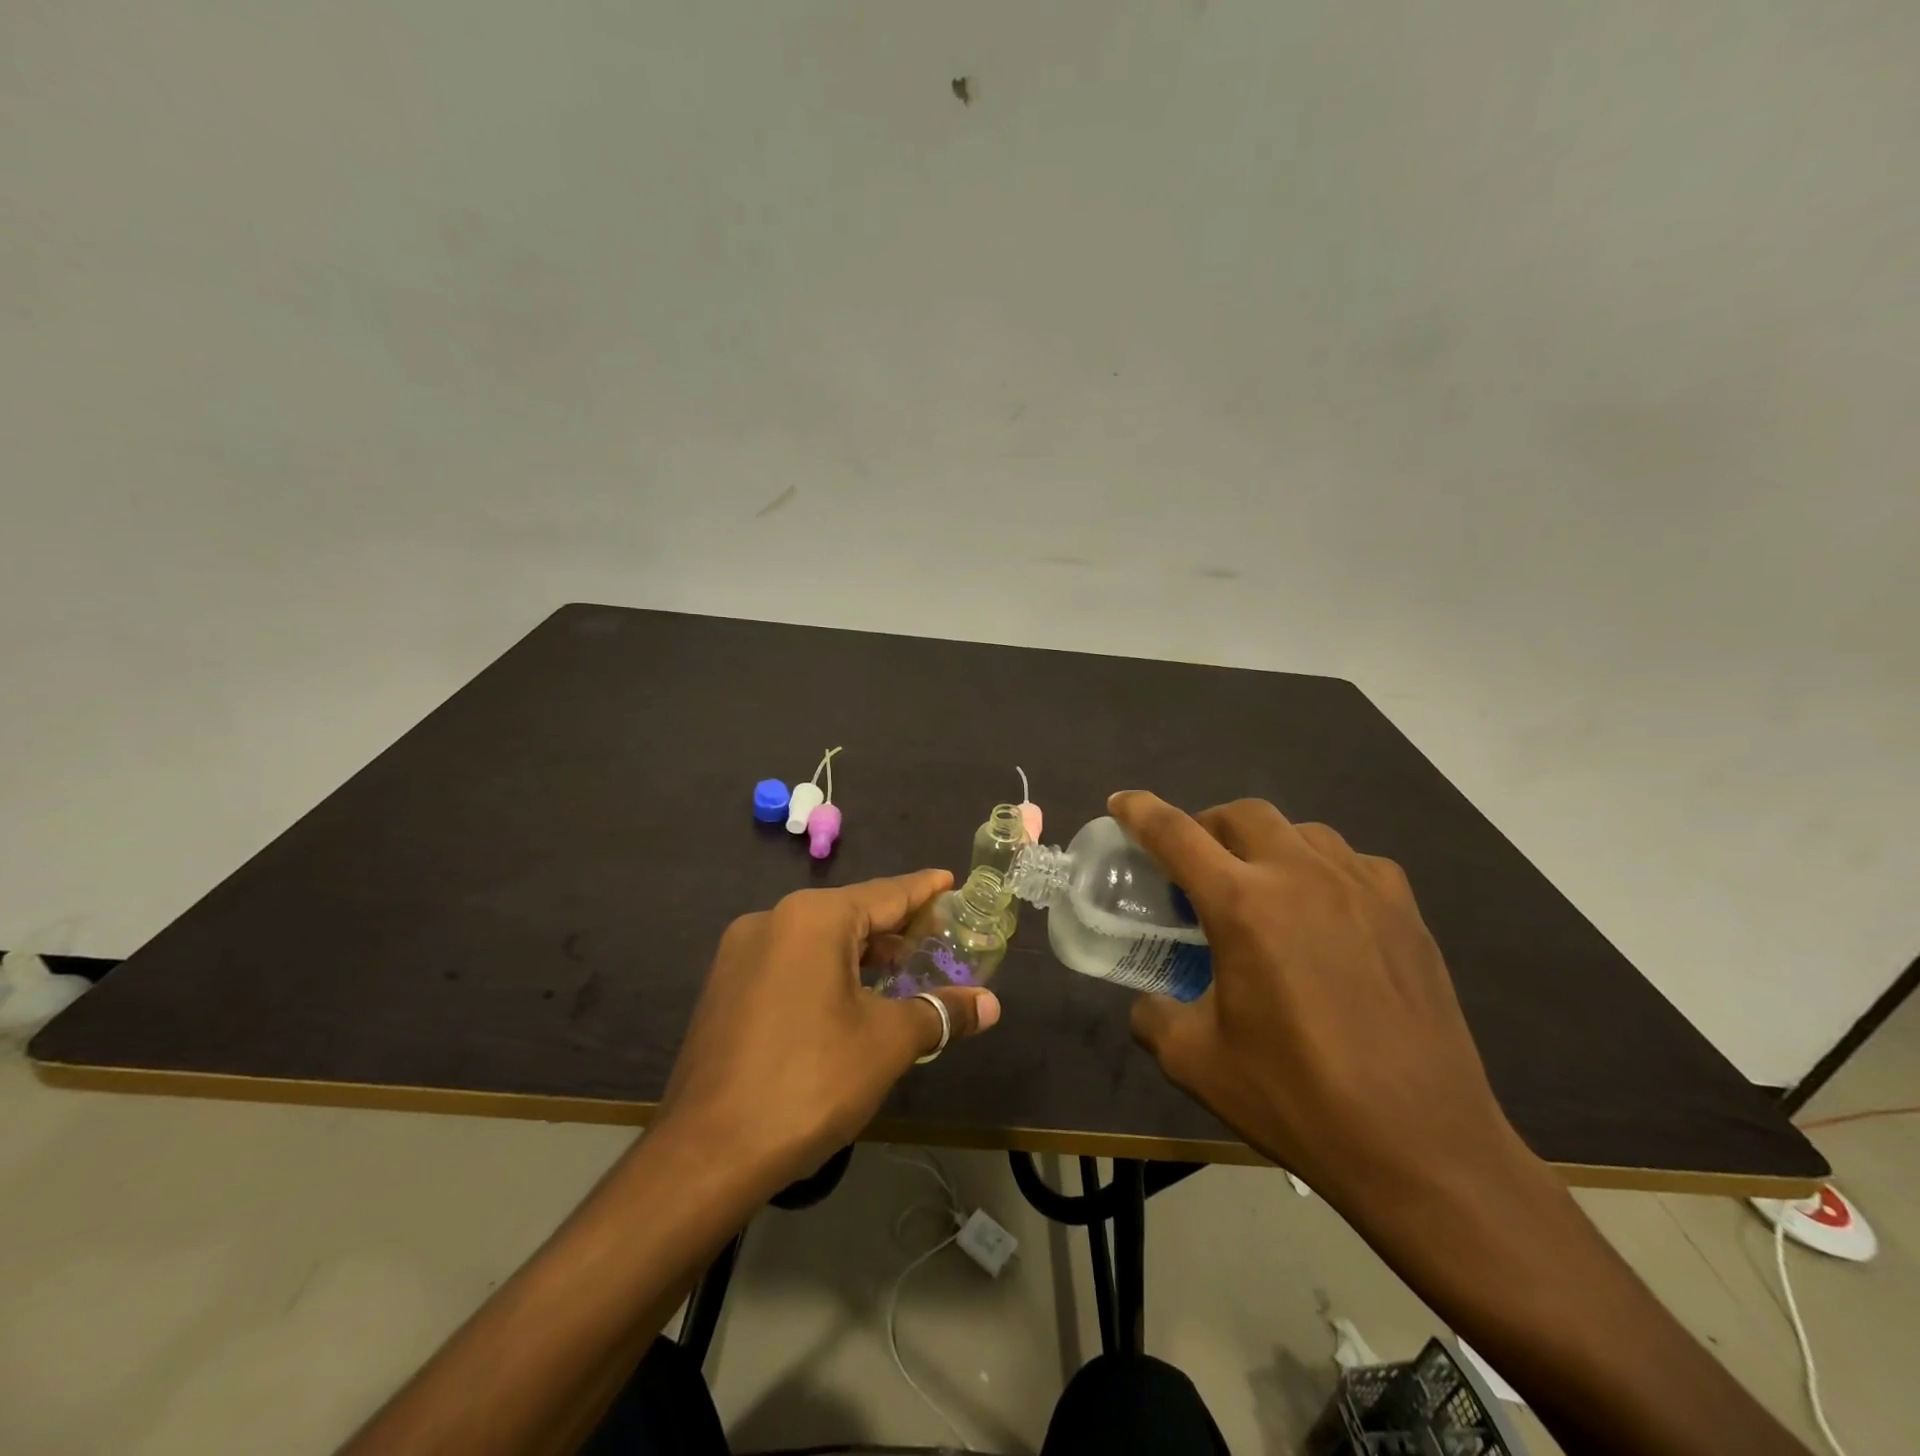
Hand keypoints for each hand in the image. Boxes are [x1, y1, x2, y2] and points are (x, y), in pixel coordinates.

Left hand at [654, 871, 1001, 1193]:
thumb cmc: (809, 1082)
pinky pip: (789, 962)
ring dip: (860, 953)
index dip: (923, 890)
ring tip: (900, 970)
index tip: (948, 880)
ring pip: (817, 940)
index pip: (885, 893)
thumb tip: (990, 1006)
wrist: (705, 1155)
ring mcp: (741, 954)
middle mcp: (772, 920)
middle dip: (894, 928)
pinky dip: (826, 970)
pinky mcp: (724, 987)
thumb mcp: (887, 1043)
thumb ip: (940, 1013)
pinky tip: (848, 999)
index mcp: (813, 918)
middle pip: (850, 914)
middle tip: (935, 937)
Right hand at [1109, 792, 1537, 1229]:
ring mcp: (1361, 888)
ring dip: (1266, 844)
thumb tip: (1149, 1002)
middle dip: (1207, 826)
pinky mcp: (1405, 911)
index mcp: (1243, 906)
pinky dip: (1322, 870)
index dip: (1139, 811)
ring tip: (1261, 886)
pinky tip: (1324, 912)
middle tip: (1196, 866)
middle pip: (1241, 814)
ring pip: (1301, 830)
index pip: (1175, 834)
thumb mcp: (1196, 1062)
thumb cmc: (1297, 1099)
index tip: (1121, 803)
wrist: (1423, 1147)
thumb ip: (1154, 1016)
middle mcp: (1300, 877)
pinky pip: (1352, 862)